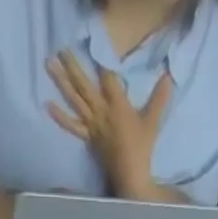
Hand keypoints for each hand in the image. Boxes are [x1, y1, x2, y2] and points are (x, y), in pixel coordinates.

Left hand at [47, 51, 172, 195]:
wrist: (130, 176)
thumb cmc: (142, 149)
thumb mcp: (153, 122)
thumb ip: (159, 99)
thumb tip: (169, 76)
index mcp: (117, 105)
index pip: (107, 77)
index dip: (101, 59)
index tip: (93, 42)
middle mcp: (101, 112)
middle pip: (85, 85)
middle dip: (73, 66)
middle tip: (60, 48)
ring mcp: (92, 125)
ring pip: (75, 100)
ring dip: (61, 82)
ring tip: (49, 65)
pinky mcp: (88, 138)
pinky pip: (72, 126)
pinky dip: (60, 116)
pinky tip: (48, 105)